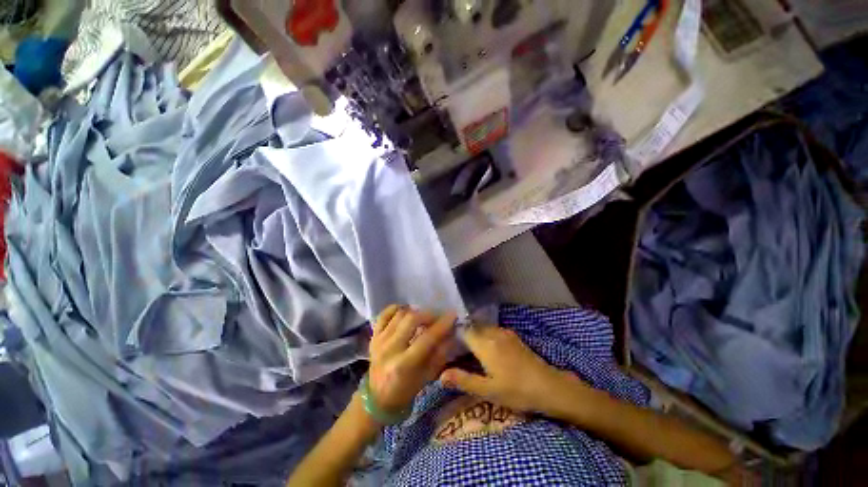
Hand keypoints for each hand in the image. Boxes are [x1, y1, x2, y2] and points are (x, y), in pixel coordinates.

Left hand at [368, 305, 456, 413]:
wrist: (377, 398)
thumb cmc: (406, 390)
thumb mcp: (428, 376)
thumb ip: (440, 353)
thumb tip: (451, 332)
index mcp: (404, 365)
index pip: (427, 338)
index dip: (442, 325)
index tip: (452, 315)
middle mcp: (390, 349)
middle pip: (411, 320)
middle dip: (428, 315)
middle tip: (436, 317)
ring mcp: (379, 341)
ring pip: (399, 314)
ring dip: (414, 312)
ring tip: (422, 317)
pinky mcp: (373, 336)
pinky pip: (383, 315)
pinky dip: (395, 309)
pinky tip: (405, 311)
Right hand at [439, 325, 591, 414]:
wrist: (549, 386)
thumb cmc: (516, 390)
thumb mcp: (488, 390)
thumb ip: (463, 380)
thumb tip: (440, 376)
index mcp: (484, 343)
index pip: (463, 331)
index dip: (453, 336)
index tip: (446, 344)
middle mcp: (493, 333)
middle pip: (472, 328)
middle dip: (463, 335)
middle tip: (455, 349)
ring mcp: (504, 332)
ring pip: (482, 328)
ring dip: (474, 335)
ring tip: (468, 349)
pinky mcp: (512, 336)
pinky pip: (492, 330)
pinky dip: (484, 335)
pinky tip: (485, 348)